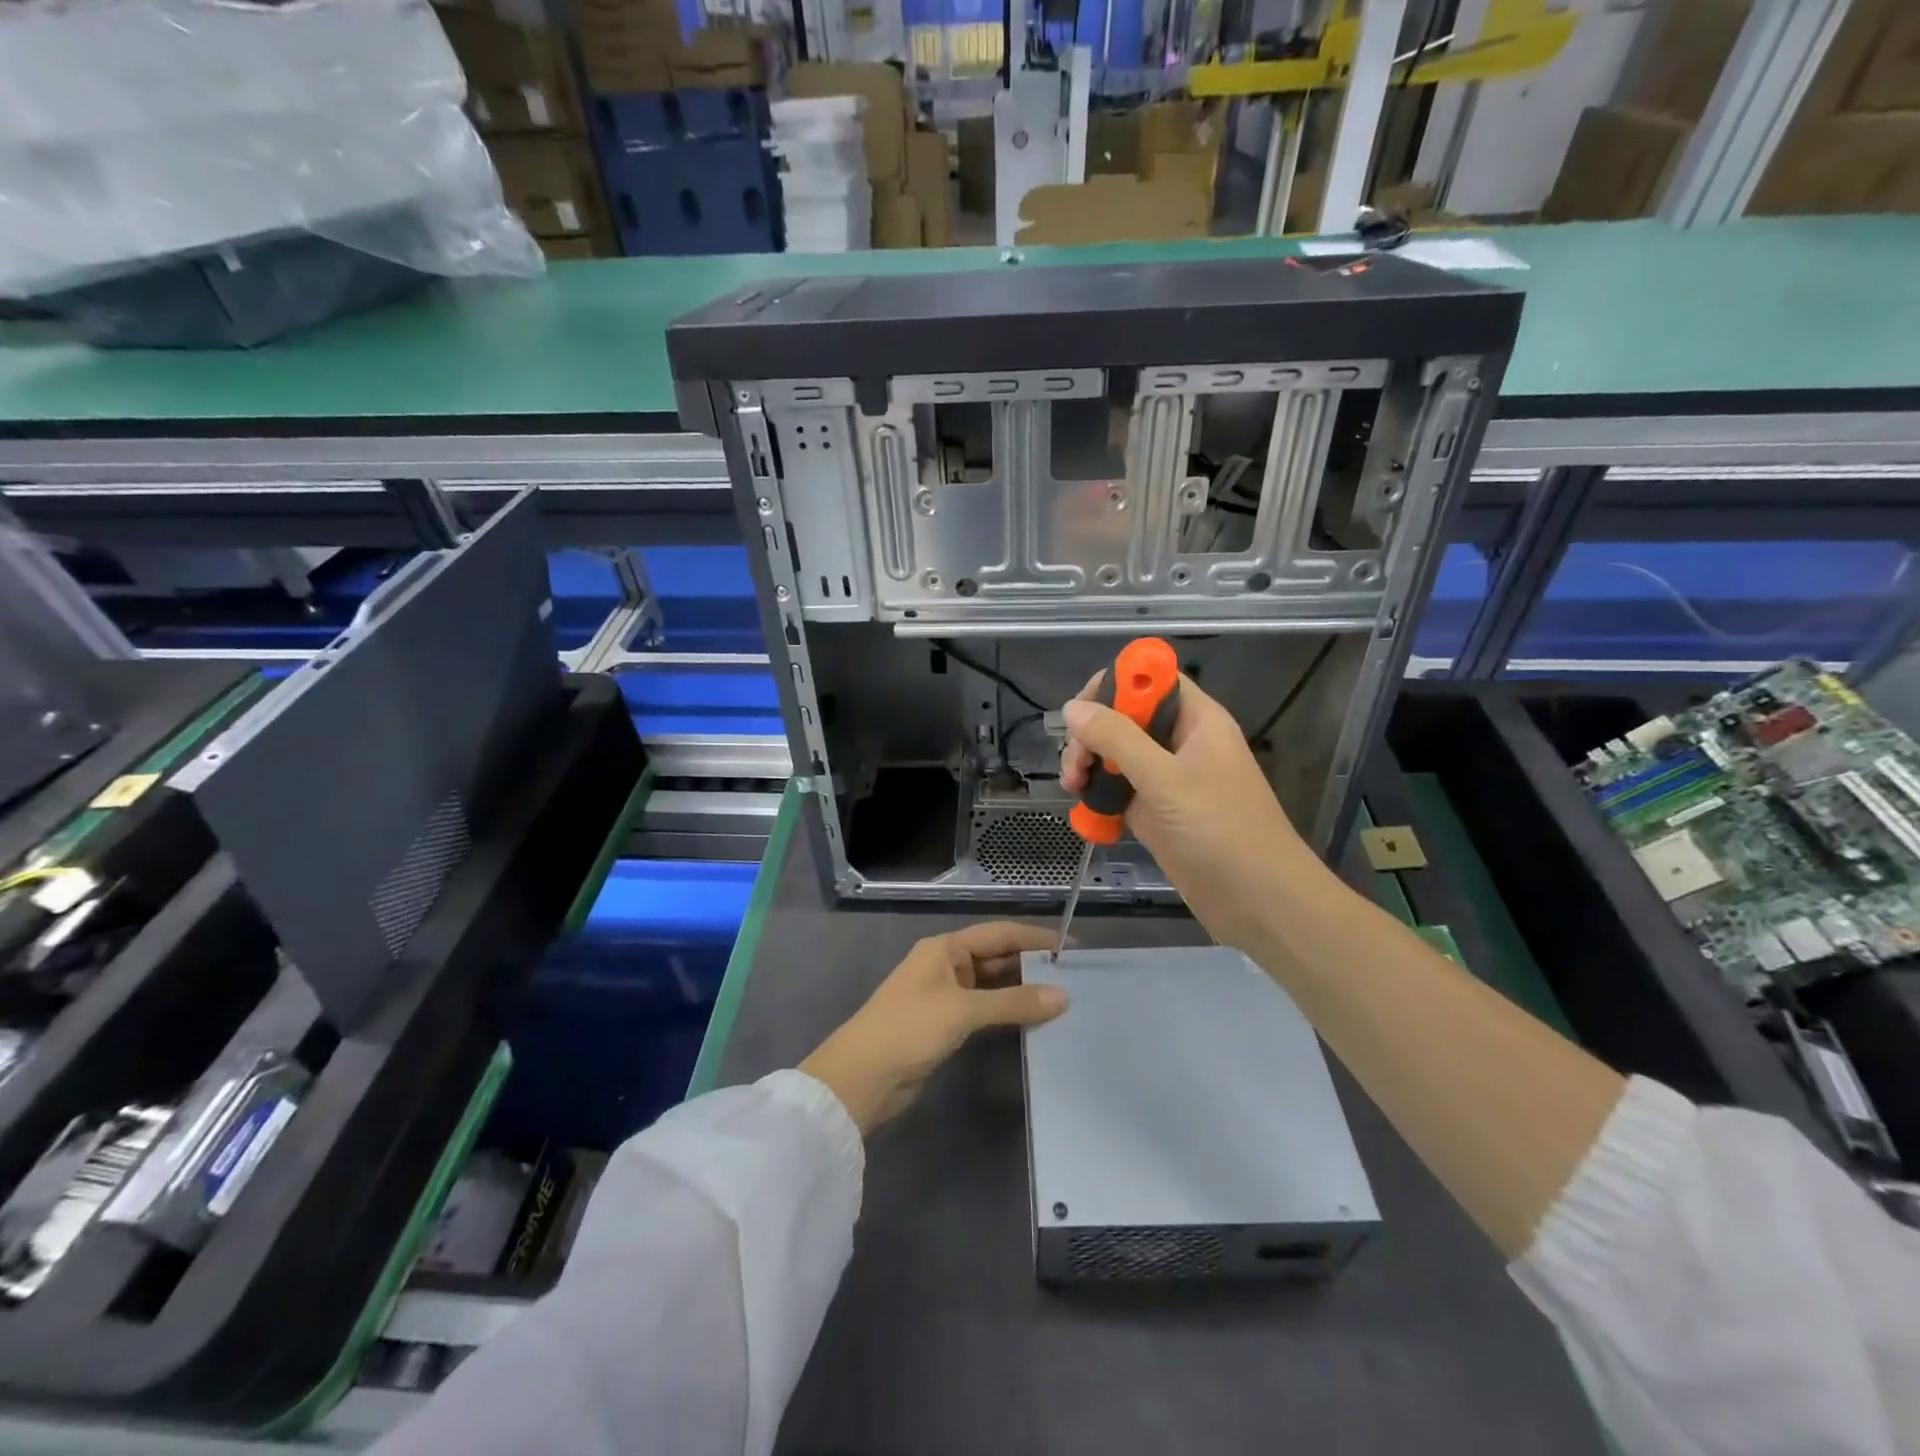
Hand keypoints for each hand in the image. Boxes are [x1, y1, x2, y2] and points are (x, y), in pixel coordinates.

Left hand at [799, 923, 1065, 1134]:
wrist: (861, 1077)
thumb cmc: (909, 1028)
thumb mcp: (963, 1010)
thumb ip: (1013, 1002)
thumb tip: (1063, 997)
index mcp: (945, 948)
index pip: (999, 934)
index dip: (1035, 938)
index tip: (1073, 946)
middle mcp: (946, 965)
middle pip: (996, 957)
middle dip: (1032, 965)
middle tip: (1075, 977)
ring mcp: (945, 996)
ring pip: (992, 985)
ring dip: (1022, 991)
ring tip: (1063, 998)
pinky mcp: (945, 1025)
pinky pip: (985, 1010)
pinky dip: (1008, 1012)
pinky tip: (1034, 1020)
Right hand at [1060, 672, 1322, 951]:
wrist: (1259, 903)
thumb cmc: (1221, 832)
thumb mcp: (1166, 780)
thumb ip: (1118, 739)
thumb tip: (1071, 709)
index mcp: (1196, 720)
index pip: (1151, 679)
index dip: (1114, 685)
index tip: (1082, 713)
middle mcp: (1181, 742)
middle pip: (1125, 716)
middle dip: (1092, 733)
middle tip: (1076, 766)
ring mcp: (1168, 779)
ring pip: (1116, 754)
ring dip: (1089, 764)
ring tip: (1074, 788)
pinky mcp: (1157, 812)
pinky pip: (1119, 790)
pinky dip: (1099, 796)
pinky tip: (1086, 812)